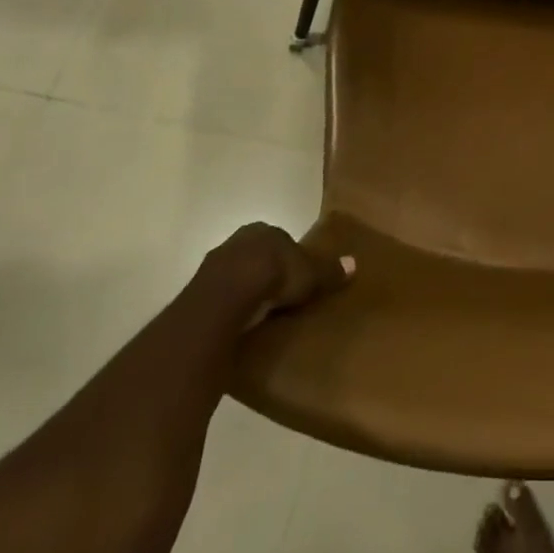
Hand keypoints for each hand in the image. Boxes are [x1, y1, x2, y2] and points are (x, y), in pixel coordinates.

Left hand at [201, 223, 353, 330]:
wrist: (227, 296)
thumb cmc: (275, 275)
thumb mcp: (310, 275)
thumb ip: (329, 271)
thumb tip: (355, 263)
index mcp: (265, 230)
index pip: (280, 241)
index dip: (289, 258)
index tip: (297, 277)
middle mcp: (238, 240)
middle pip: (256, 256)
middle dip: (265, 272)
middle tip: (280, 296)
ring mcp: (215, 264)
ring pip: (235, 274)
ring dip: (245, 289)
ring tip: (260, 313)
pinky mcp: (198, 289)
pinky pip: (220, 295)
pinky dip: (229, 306)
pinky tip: (240, 321)